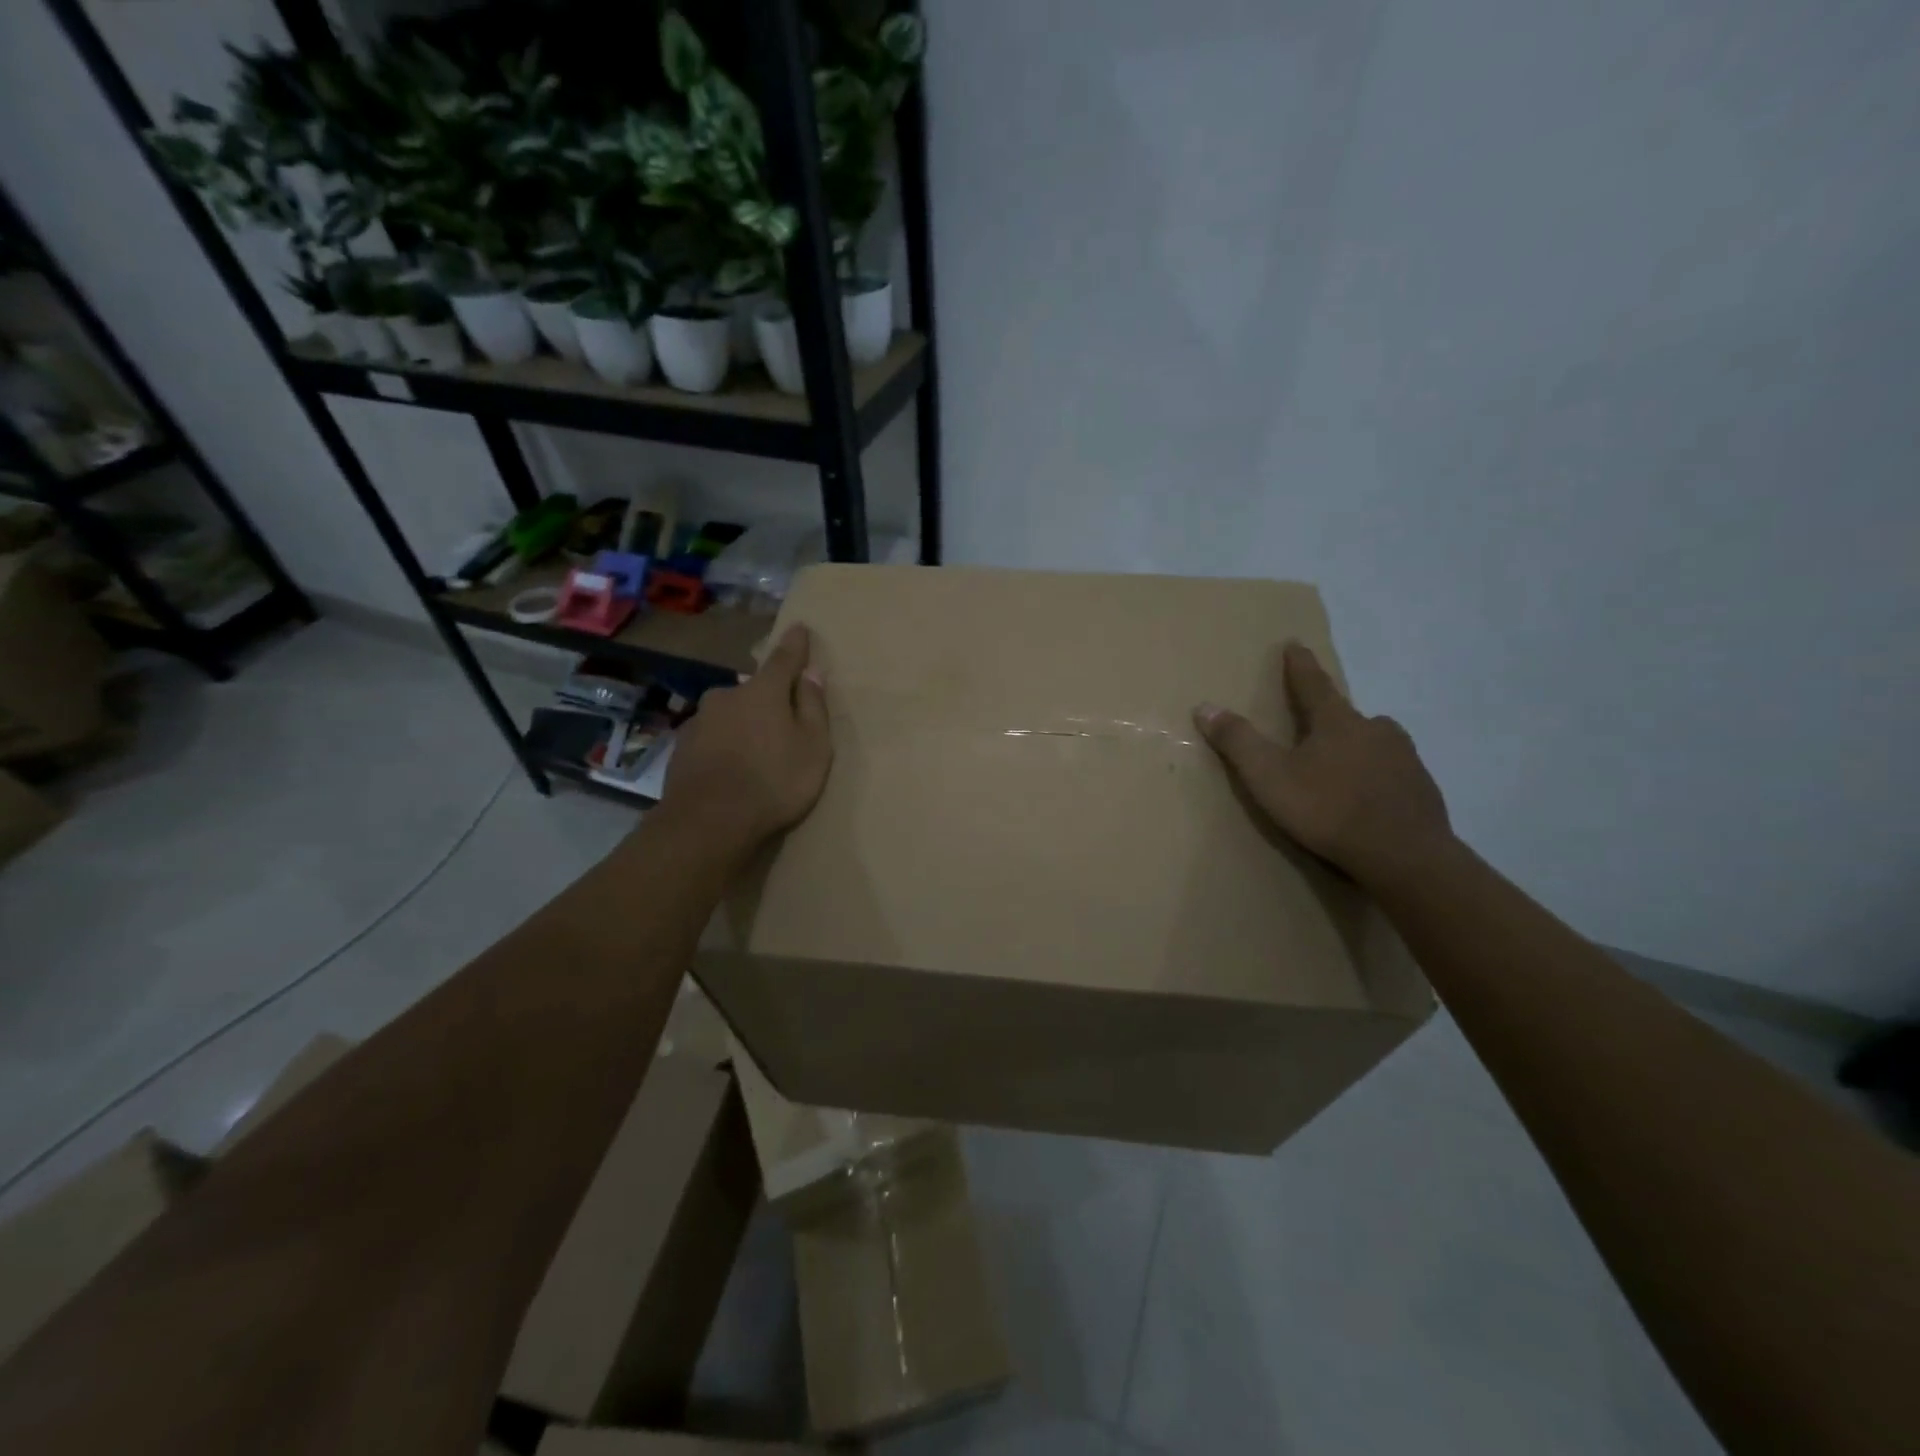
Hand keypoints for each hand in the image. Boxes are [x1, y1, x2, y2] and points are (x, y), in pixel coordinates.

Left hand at [659, 624, 832, 855]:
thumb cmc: (774, 782)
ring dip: (744, 724)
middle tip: (782, 724)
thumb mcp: (813, 747)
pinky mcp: (682, 747)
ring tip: (755, 754)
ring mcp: (700, 720)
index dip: (795, 645)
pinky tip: (730, 769)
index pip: (784, 658)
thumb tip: (812, 672)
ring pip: (730, 714)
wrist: (708, 822)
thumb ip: (813, 707)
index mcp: (763, 691)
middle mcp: (728, 695)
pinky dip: (724, 745)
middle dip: (768, 699)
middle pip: (754, 690)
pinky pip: (712, 737)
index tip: (800, 628)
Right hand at [1194, 643, 1453, 891]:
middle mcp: (1376, 729)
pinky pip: (1391, 772)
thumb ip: (1238, 742)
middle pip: (1346, 716)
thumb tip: (1205, 706)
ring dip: (1354, 748)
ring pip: (1373, 743)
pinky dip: (1375, 777)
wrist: (1404, 855)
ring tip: (1338, 768)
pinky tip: (1366, 799)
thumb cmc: (1328, 810)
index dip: (1299, 665)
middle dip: (1328, 718)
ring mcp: (1405, 758)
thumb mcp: (1269, 777)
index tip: (1294, 644)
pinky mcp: (1422, 788)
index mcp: (1337, 722)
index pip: (1312, 684)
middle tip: (1313, 726)